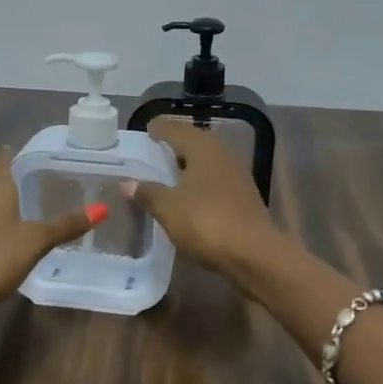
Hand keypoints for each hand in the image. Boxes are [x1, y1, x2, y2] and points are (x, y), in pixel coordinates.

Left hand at [0, 149, 104, 338]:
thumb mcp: (33, 242)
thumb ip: (65, 225)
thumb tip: (103, 207)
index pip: (4, 159)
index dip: (21, 153)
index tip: (44, 152)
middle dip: (19, 181)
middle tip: (51, 182)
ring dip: (8, 206)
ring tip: (37, 210)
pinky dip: (0, 229)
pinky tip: (14, 240)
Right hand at [121, 120, 284, 288]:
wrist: (255, 255)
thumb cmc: (207, 223)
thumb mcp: (169, 208)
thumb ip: (148, 193)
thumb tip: (128, 182)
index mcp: (203, 148)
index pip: (177, 129)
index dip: (160, 128)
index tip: (147, 129)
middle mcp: (222, 155)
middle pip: (195, 142)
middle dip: (175, 144)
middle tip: (155, 149)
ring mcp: (237, 176)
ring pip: (207, 161)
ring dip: (188, 164)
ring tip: (168, 171)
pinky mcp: (243, 198)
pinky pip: (215, 180)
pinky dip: (199, 182)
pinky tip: (189, 195)